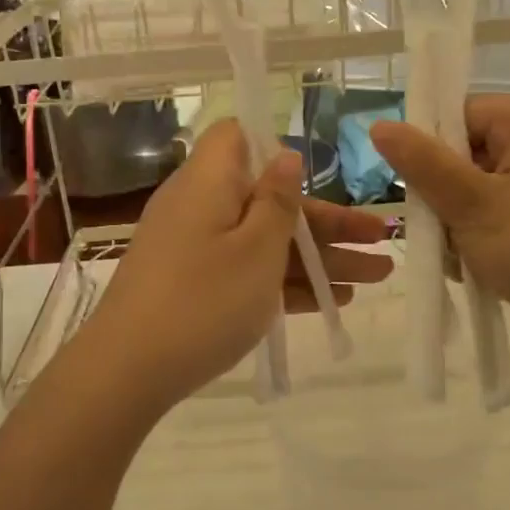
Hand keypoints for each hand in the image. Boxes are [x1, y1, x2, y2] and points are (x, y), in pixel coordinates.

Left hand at [83, 119, 392, 413]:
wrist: (128, 372)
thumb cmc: (203, 300)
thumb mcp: (257, 249)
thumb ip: (278, 202)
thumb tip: (285, 154)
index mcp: (209, 182)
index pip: (237, 137)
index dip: (278, 149)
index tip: (317, 174)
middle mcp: (200, 208)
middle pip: (269, 200)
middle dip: (327, 222)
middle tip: (382, 239)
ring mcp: (195, 251)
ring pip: (265, 242)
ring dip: (319, 258)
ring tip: (377, 275)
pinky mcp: (194, 287)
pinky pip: (247, 272)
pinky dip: (286, 282)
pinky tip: (333, 301)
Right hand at [369, 96, 509, 363]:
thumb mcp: (468, 201)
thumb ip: (421, 162)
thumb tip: (380, 125)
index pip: (462, 113)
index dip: (430, 144)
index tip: (411, 182)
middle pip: (468, 156)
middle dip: (443, 195)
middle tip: (434, 227)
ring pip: (478, 195)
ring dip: (457, 225)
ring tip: (458, 257)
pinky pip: (499, 222)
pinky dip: (480, 242)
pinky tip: (473, 270)